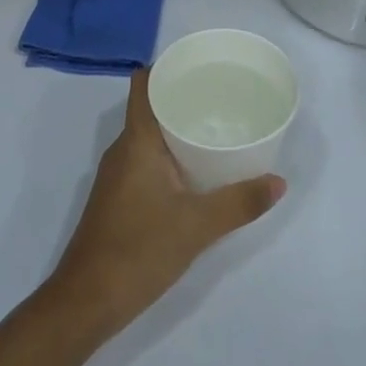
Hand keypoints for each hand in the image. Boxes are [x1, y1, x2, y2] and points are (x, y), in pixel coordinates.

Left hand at [46, 70, 285, 338]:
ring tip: (217, 128)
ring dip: (178, 128)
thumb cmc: (139, 249)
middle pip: (151, 106)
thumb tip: (279, 182)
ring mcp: (118, 174)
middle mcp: (123, 149)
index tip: (200, 65)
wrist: (87, 300)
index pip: (144, 84)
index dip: (167, 67)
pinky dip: (170, 154)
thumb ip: (239, 203)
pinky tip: (196, 171)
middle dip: (183, 98)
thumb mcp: (197, 227)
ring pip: (149, 135)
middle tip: (223, 97)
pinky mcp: (119, 197)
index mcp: (136, 140)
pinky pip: (146, 159)